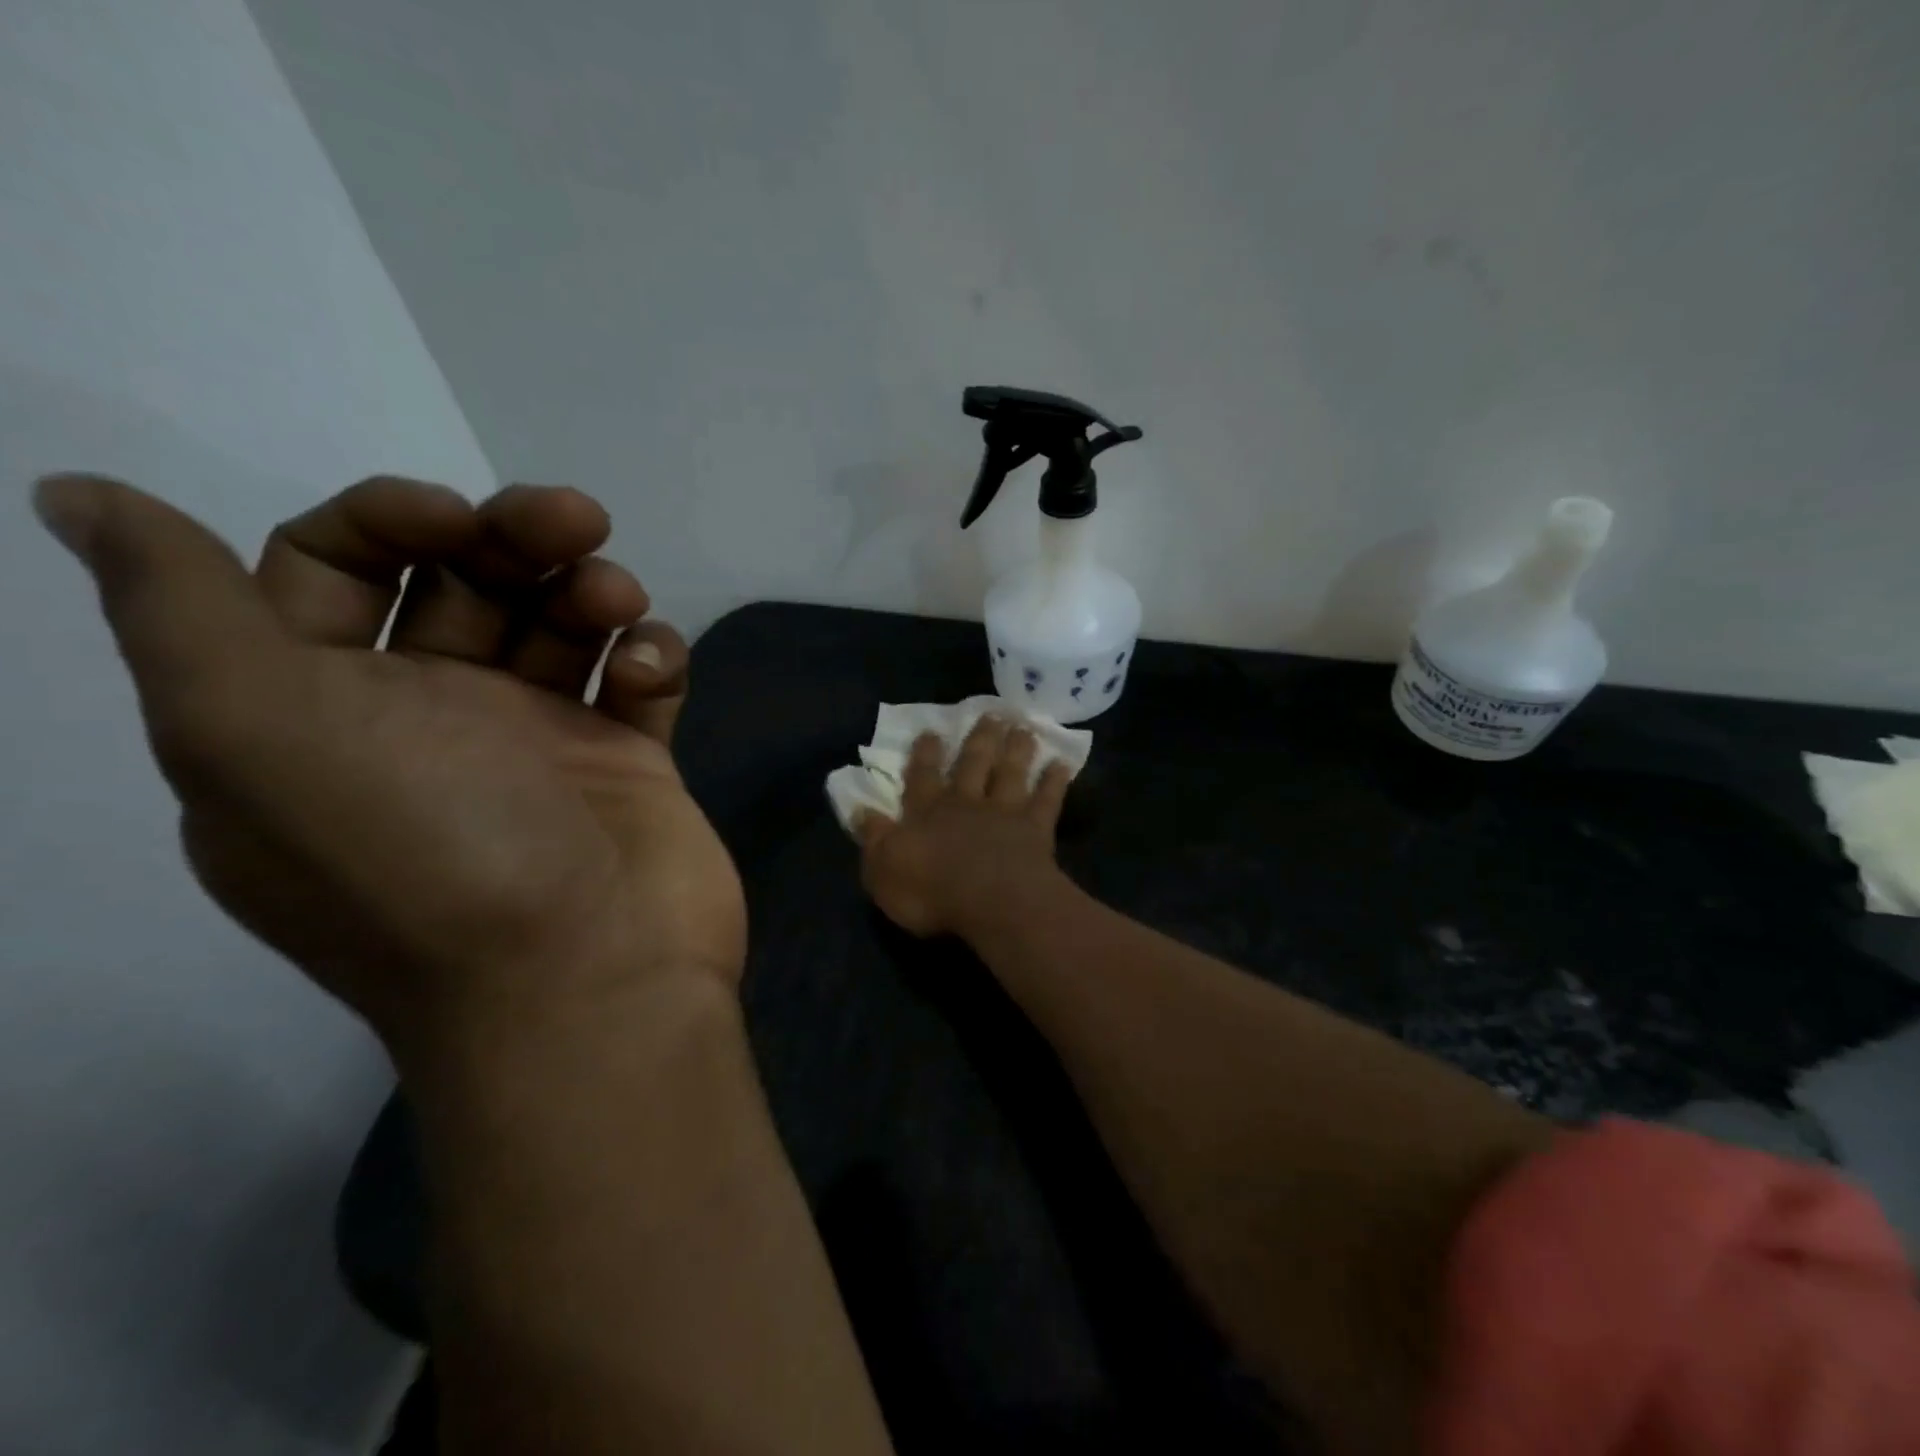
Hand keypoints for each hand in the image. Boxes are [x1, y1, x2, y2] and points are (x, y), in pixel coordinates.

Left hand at [33, 473, 745, 1067]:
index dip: (387, 521)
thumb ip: (178, 612)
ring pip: (562, 623)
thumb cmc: (432, 859)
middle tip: (576, 520)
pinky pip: (636, 679)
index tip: (452, 520)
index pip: (331, 572)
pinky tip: (651, 669)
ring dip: (594, 589)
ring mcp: (542, 743)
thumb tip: (81, 499)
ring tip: (620, 605)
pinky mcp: (626, 762)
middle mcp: (432, 721)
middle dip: (515, 535)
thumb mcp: (260, 737)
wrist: (592, 979)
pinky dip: (649, 655)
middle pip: (464, 584)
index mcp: (323, 714)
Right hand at [856, 717, 1071, 938]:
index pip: (922, 777)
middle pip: (973, 763)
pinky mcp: (1035, 828)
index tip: (932, 730)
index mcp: (927, 812)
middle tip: (991, 713)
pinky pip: (1047, 800)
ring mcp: (1004, 812)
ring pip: (1010, 772)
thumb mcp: (883, 869)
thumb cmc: (931, 890)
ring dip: (1016, 749)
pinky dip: (1054, 781)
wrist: (991, 901)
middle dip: (979, 738)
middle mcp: (966, 803)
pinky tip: (1063, 763)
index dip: (925, 754)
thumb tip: (859, 809)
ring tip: (1023, 727)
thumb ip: (873, 838)